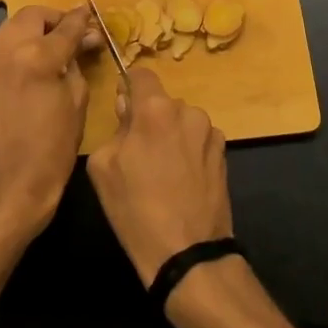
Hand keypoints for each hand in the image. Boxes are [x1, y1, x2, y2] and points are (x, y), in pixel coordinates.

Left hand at [0, 4, 100, 238]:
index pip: (65, 26)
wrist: (13, 182)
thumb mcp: (77, 100)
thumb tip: (85, 40)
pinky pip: (4, 44)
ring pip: (14, 25)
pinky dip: (22, 42)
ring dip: (36, 28)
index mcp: (37, 57)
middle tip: (74, 32)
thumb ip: (78, 62)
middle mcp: (9, 50)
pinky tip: (38, 59)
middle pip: (33, 16)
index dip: (82, 20)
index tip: (93, 17)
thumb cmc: (54, 146)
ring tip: (57, 44)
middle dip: (55, 19)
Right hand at [87, 69, 231, 286]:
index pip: (141, 74)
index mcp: (155, 109)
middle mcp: (188, 111)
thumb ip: (115, 128)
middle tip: (137, 151)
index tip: (122, 108)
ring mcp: (210, 132)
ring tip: (162, 171)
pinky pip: (198, 140)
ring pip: (182, 121)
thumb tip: (128, 110)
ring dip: (171, 134)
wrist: (187, 253)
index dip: (129, 87)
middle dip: (149, 118)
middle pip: (162, 102)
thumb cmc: (136, 209)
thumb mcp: (103, 167)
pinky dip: (188, 151)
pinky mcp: (224, 154)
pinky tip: (182, 180)